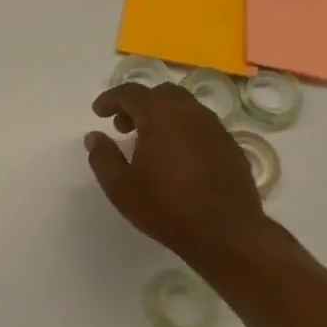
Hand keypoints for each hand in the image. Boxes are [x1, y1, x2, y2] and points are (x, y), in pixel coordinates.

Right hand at [85, 82, 289, 273]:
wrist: (226, 234)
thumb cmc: (166, 207)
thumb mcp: (120, 186)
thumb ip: (103, 156)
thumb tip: (94, 136)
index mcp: (161, 115)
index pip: (131, 92)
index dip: (111, 99)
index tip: (98, 113)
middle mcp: (191, 112)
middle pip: (161, 94)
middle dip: (139, 105)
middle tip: (124, 127)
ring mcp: (216, 128)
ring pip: (185, 108)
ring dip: (163, 117)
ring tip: (150, 144)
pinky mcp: (232, 147)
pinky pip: (202, 127)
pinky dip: (184, 132)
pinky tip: (177, 160)